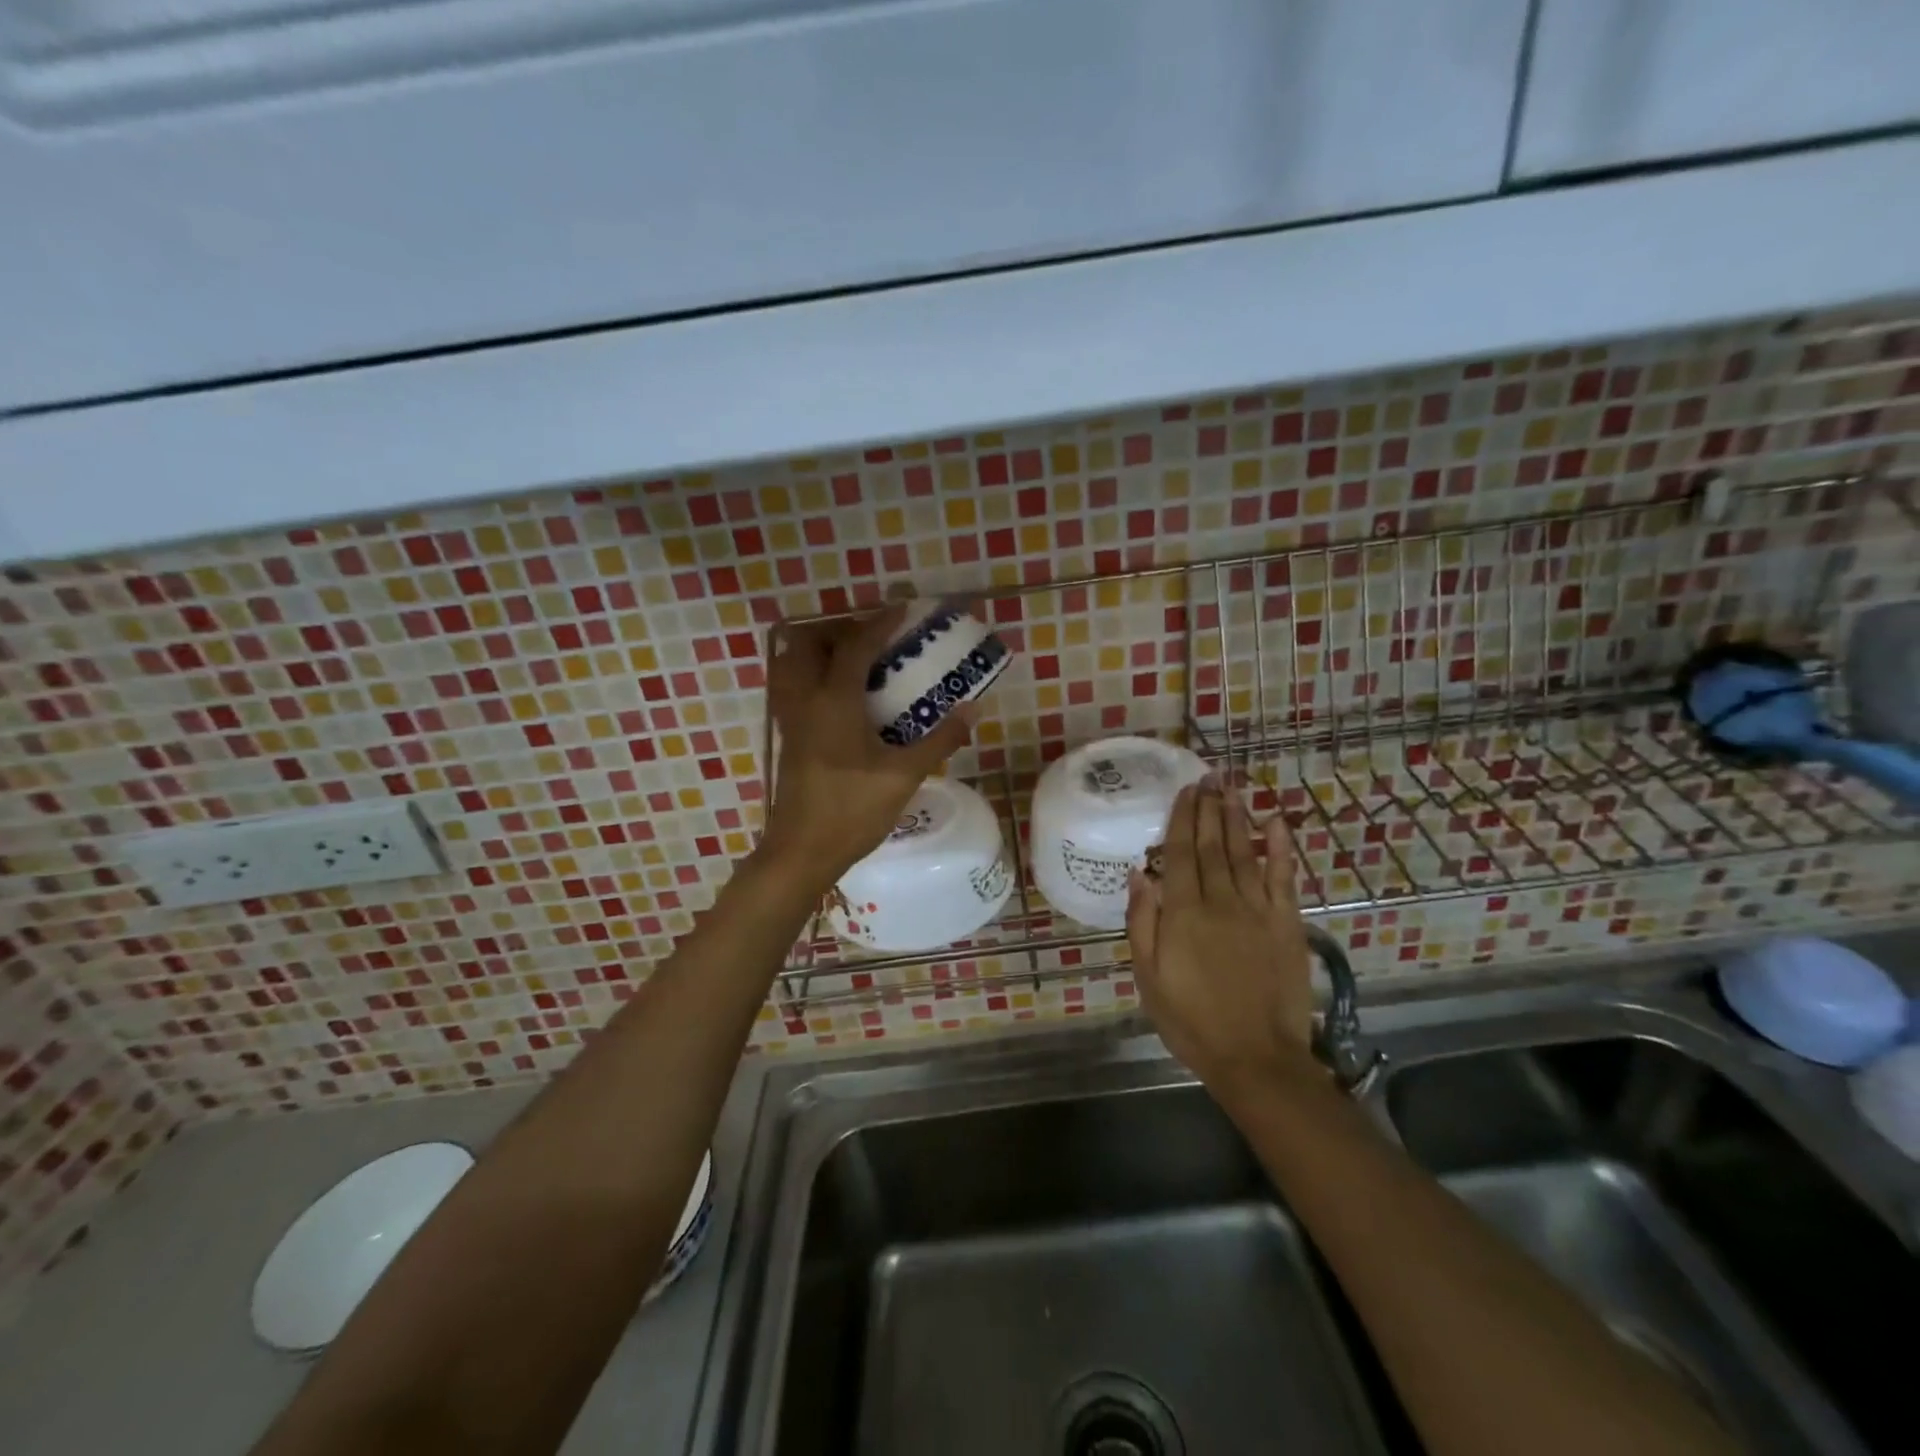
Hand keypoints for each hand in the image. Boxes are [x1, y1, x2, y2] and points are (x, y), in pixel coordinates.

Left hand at [758, 604, 976, 885]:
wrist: (802, 852)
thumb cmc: (852, 811)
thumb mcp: (903, 776)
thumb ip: (939, 739)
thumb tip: (971, 709)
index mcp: (833, 701)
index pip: (854, 646)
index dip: (879, 623)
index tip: (902, 608)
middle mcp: (805, 700)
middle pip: (806, 643)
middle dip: (837, 629)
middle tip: (871, 636)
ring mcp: (790, 720)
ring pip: (791, 664)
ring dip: (819, 650)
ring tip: (855, 660)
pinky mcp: (788, 738)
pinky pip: (793, 688)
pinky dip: (812, 675)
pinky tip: (842, 696)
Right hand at [1127, 779, 1319, 1095]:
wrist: (1256, 1057)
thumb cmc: (1191, 1020)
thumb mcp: (1148, 978)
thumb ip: (1142, 923)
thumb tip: (1139, 874)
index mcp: (1183, 913)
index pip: (1179, 854)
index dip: (1181, 819)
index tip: (1185, 790)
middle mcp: (1220, 901)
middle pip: (1212, 845)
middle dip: (1209, 808)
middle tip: (1208, 776)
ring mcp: (1257, 910)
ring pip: (1244, 852)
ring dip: (1237, 817)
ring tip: (1232, 788)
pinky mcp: (1286, 924)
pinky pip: (1283, 878)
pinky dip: (1280, 848)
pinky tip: (1277, 823)